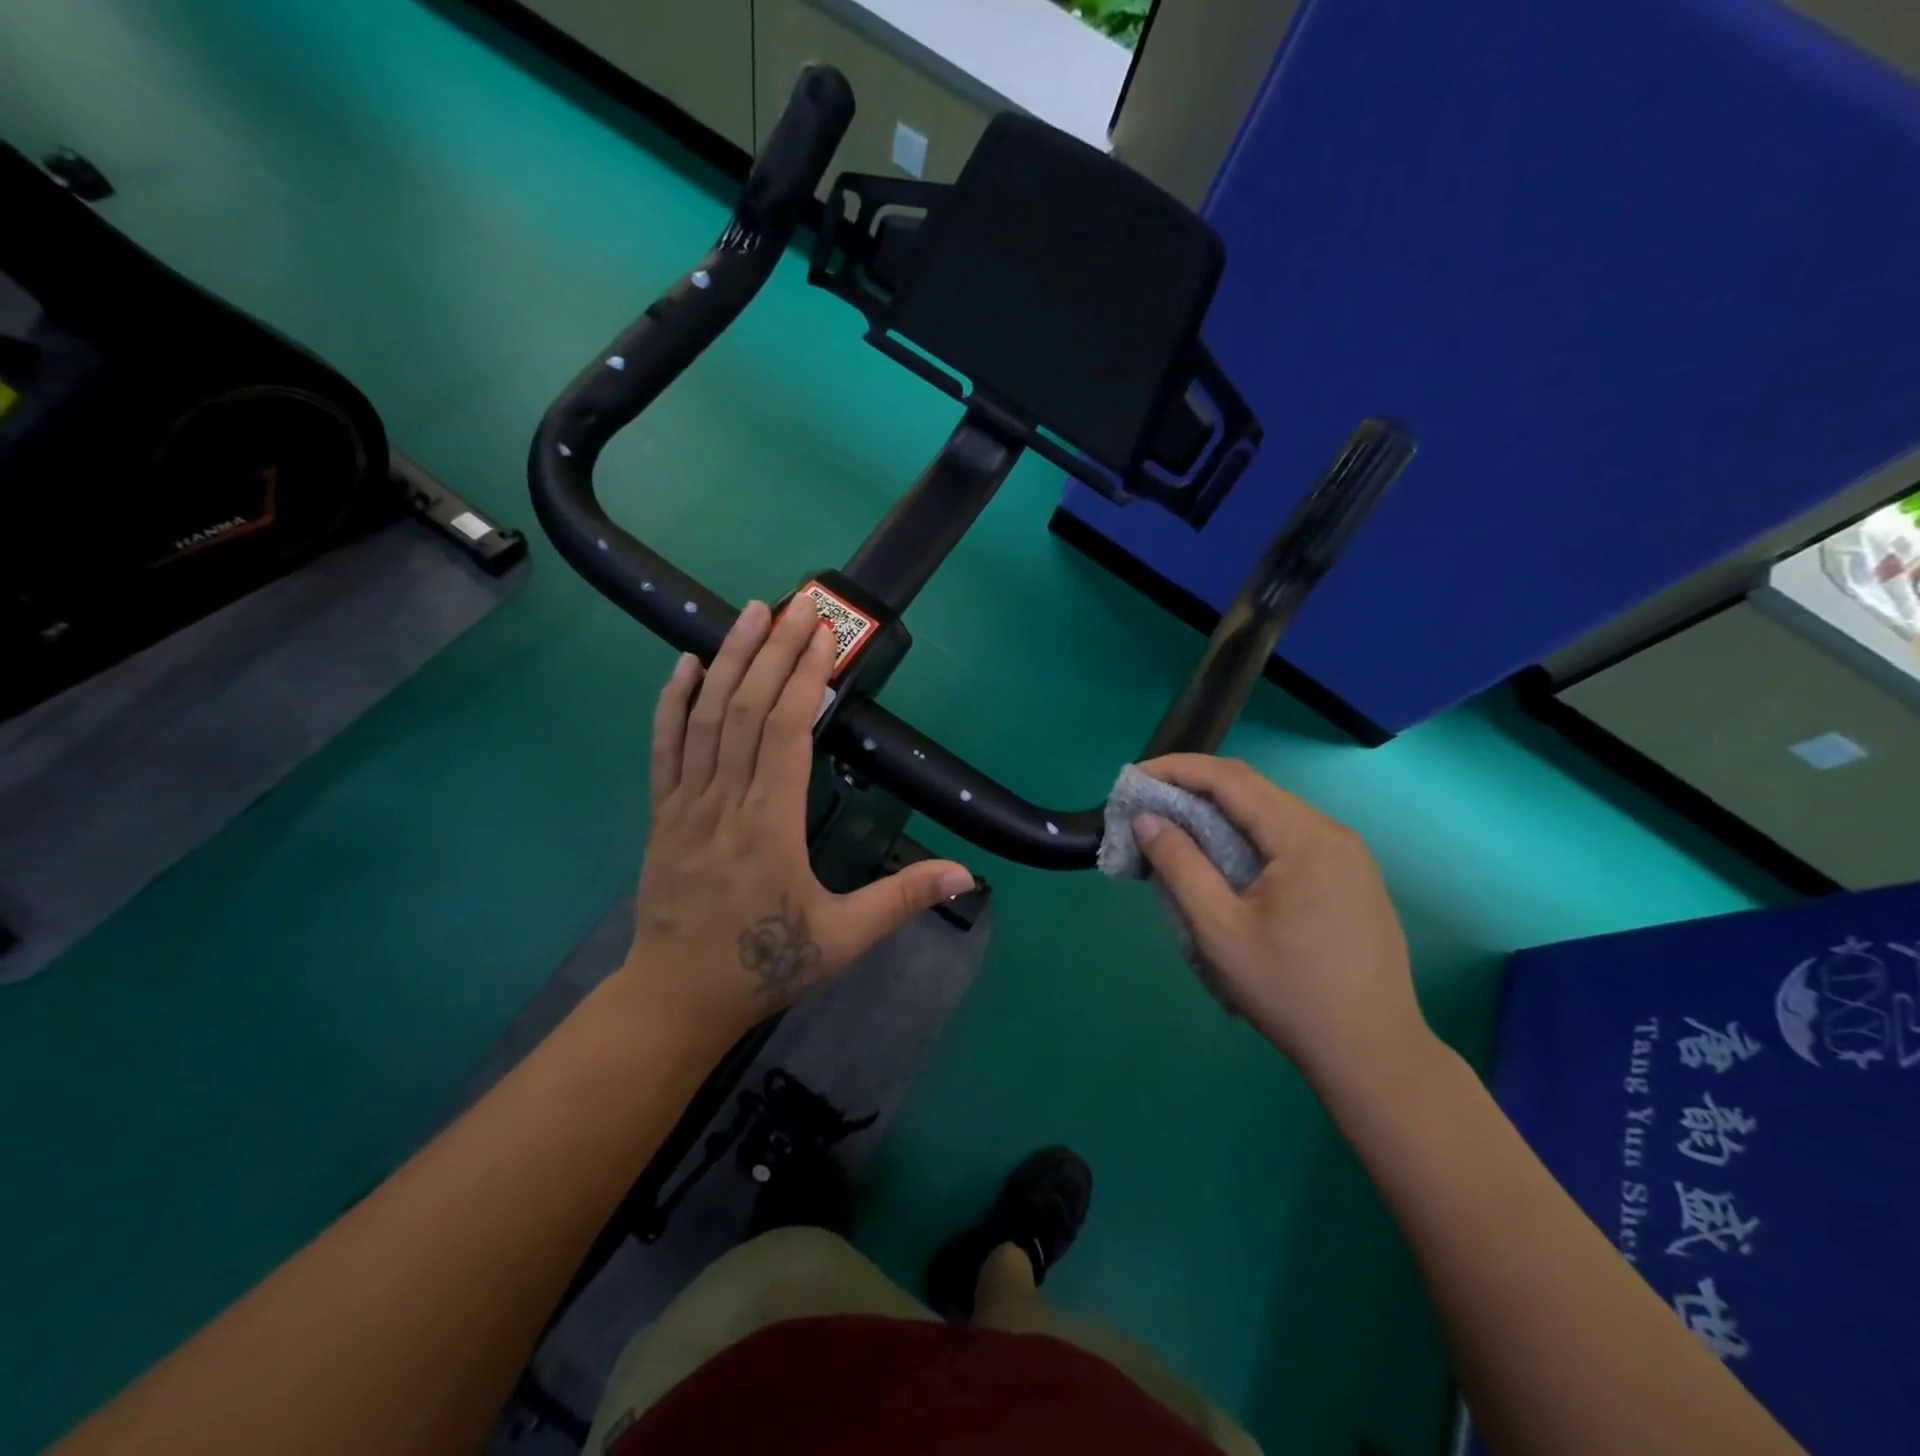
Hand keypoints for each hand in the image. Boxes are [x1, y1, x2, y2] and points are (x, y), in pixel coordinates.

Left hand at [623, 599, 973, 1045]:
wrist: (675, 999)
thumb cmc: (762, 966)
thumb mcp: (842, 940)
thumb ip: (900, 900)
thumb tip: (964, 875)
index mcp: (770, 825)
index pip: (787, 731)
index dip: (805, 677)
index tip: (824, 636)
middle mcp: (725, 802)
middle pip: (747, 709)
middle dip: (774, 650)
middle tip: (798, 602)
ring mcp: (686, 804)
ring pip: (705, 717)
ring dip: (729, 660)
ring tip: (750, 613)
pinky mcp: (662, 813)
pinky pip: (664, 747)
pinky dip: (673, 702)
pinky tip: (684, 665)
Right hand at [1132, 754, 1430, 1088]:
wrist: (1373, 1053)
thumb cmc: (1289, 992)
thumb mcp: (1219, 930)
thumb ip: (1180, 866)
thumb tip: (1147, 819)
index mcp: (1304, 839)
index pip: (1231, 780)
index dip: (1178, 770)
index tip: (1134, 780)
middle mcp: (1332, 833)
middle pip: (1253, 790)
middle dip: (1195, 788)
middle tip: (1148, 805)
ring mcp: (1348, 855)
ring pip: (1272, 812)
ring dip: (1221, 812)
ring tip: (1176, 829)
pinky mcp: (1351, 877)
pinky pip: (1290, 836)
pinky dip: (1247, 834)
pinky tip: (1223, 858)